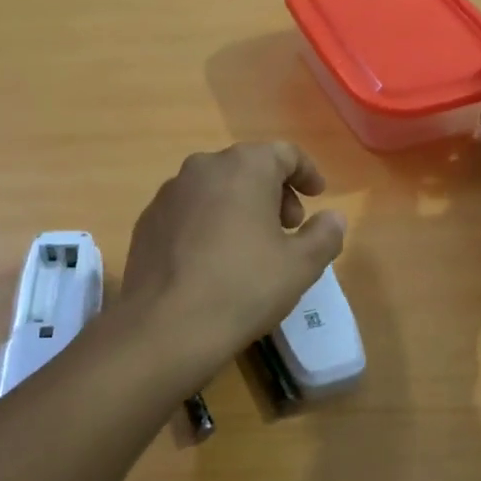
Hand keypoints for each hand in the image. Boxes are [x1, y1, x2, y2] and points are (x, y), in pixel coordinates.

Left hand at [121, 142, 346, 364]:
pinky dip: (208, 222)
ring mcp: (169, 192)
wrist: (165, 326)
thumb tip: (333, 217)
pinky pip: (189, 210)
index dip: (307, 173)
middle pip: (249, 167)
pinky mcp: (148, 220)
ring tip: (251, 246)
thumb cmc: (244, 287)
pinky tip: (213, 259)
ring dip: (240, 206)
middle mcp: (203, 167)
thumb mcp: (301, 265)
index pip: (285, 154)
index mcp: (245, 167)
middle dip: (274, 192)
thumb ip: (325, 234)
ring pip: (216, 187)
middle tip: (288, 227)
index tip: (318, 197)